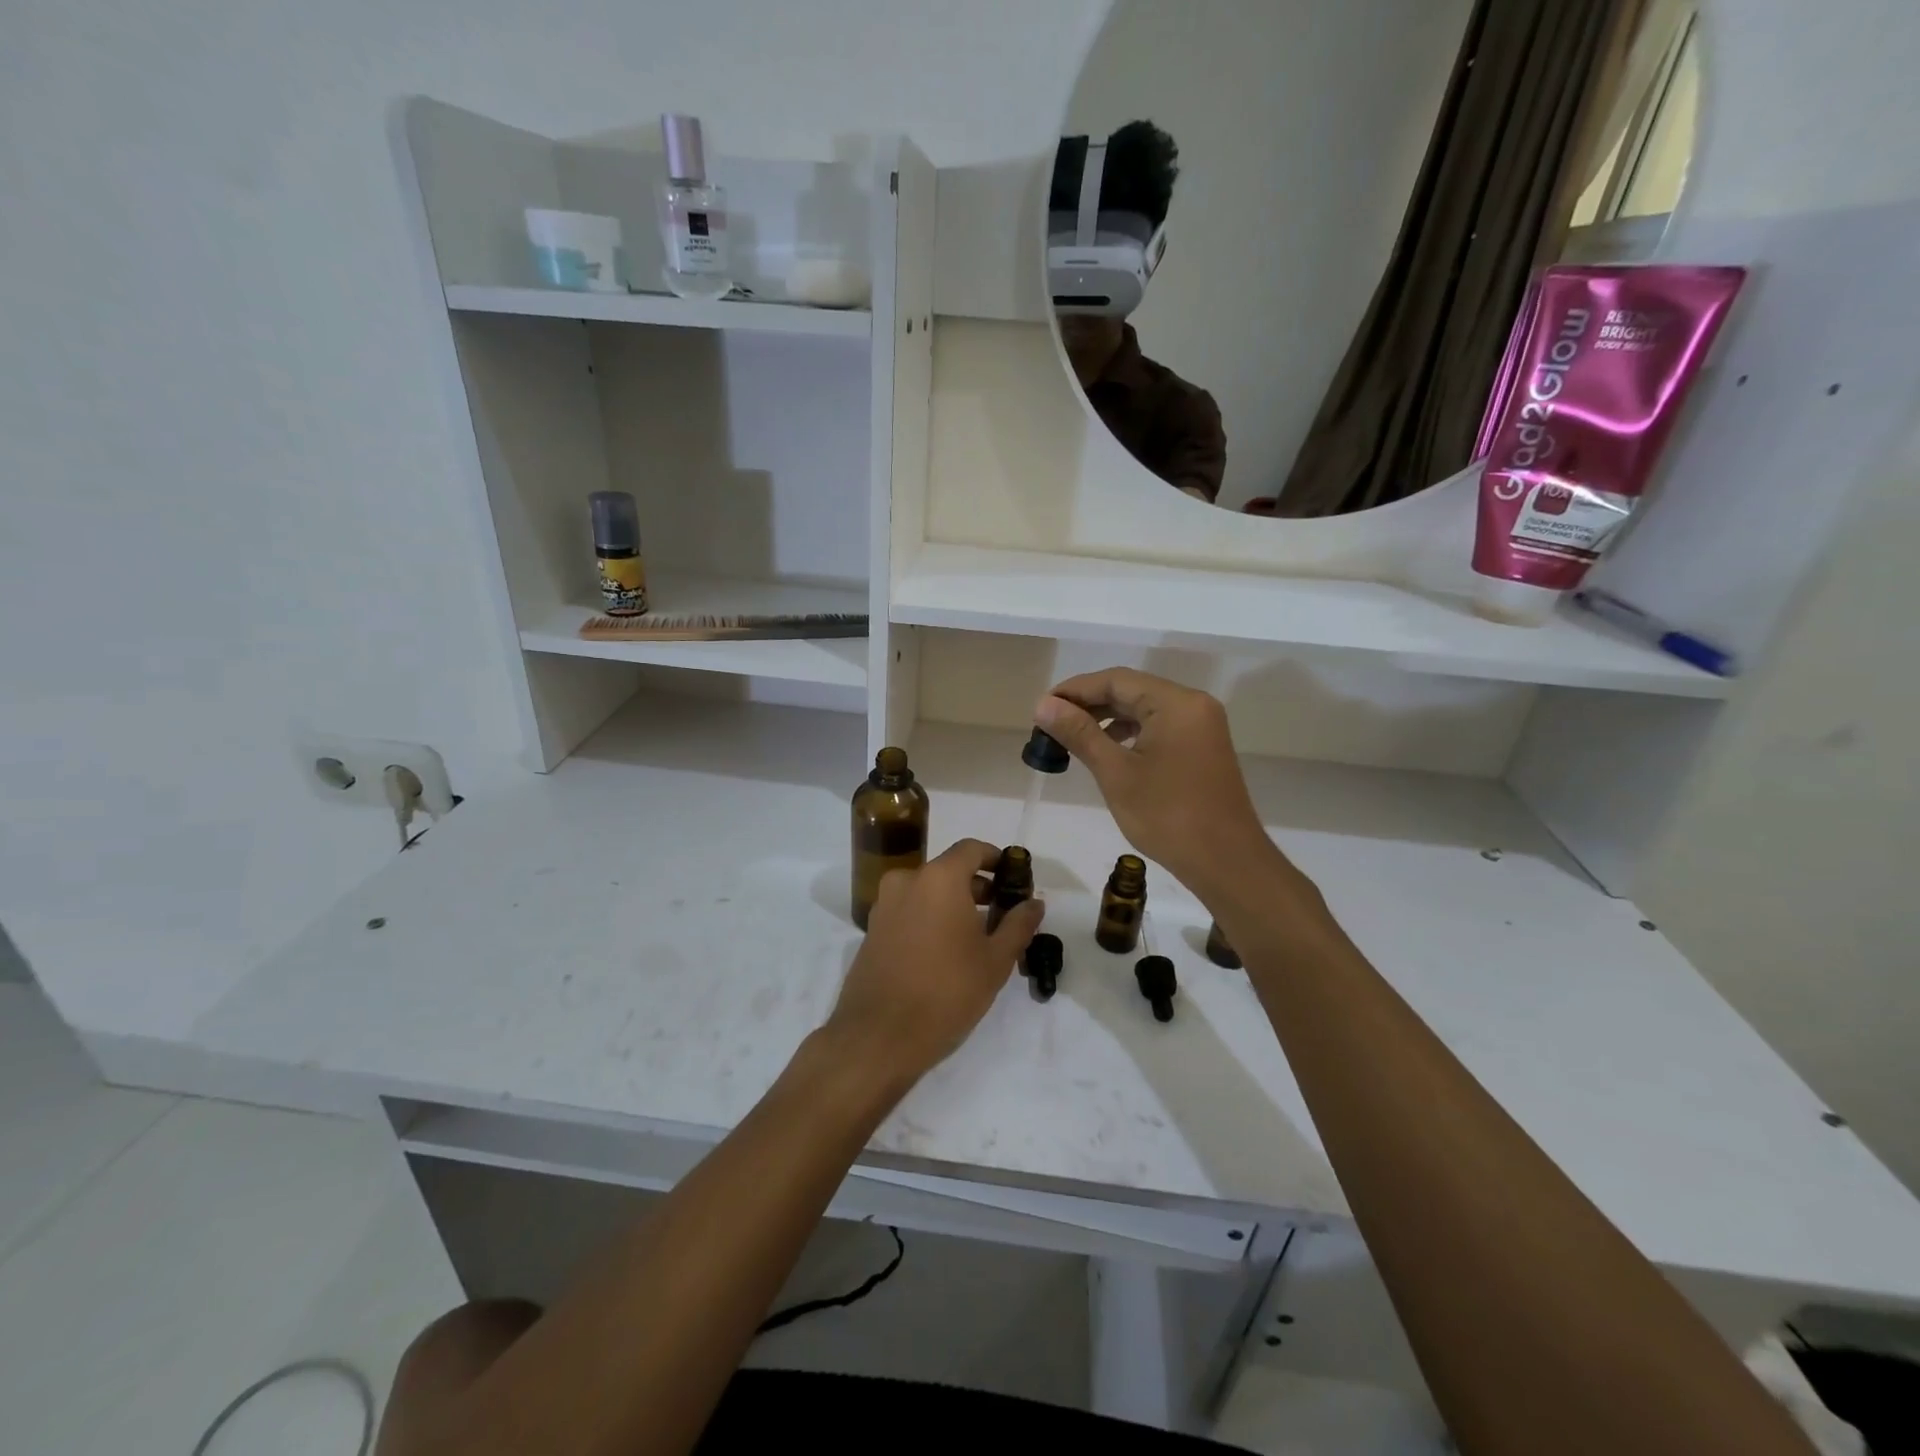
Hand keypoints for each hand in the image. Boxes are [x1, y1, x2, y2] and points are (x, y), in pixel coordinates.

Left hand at [824, 839, 1045, 1090]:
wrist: (878, 1036)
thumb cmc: (946, 991)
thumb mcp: (995, 961)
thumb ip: (1018, 925)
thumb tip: (1034, 903)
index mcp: (938, 878)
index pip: (972, 849)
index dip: (996, 859)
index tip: (1013, 880)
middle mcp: (907, 881)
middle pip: (949, 870)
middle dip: (977, 887)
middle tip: (1002, 914)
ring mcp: (884, 905)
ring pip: (927, 891)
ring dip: (953, 903)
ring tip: (977, 937)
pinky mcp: (872, 929)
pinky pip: (909, 910)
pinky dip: (930, 918)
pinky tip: (946, 951)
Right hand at [1035, 669, 1281, 900]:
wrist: (1226, 862)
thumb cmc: (1168, 816)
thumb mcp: (1116, 773)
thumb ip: (1080, 733)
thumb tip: (1044, 705)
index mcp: (1176, 703)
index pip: (1116, 680)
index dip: (1074, 690)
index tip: (1041, 707)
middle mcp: (1192, 705)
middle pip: (1131, 690)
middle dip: (1089, 704)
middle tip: (1050, 722)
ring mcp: (1201, 726)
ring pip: (1144, 709)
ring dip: (1107, 718)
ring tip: (1071, 736)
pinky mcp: (1202, 747)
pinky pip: (1159, 727)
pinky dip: (1129, 733)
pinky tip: (1106, 749)